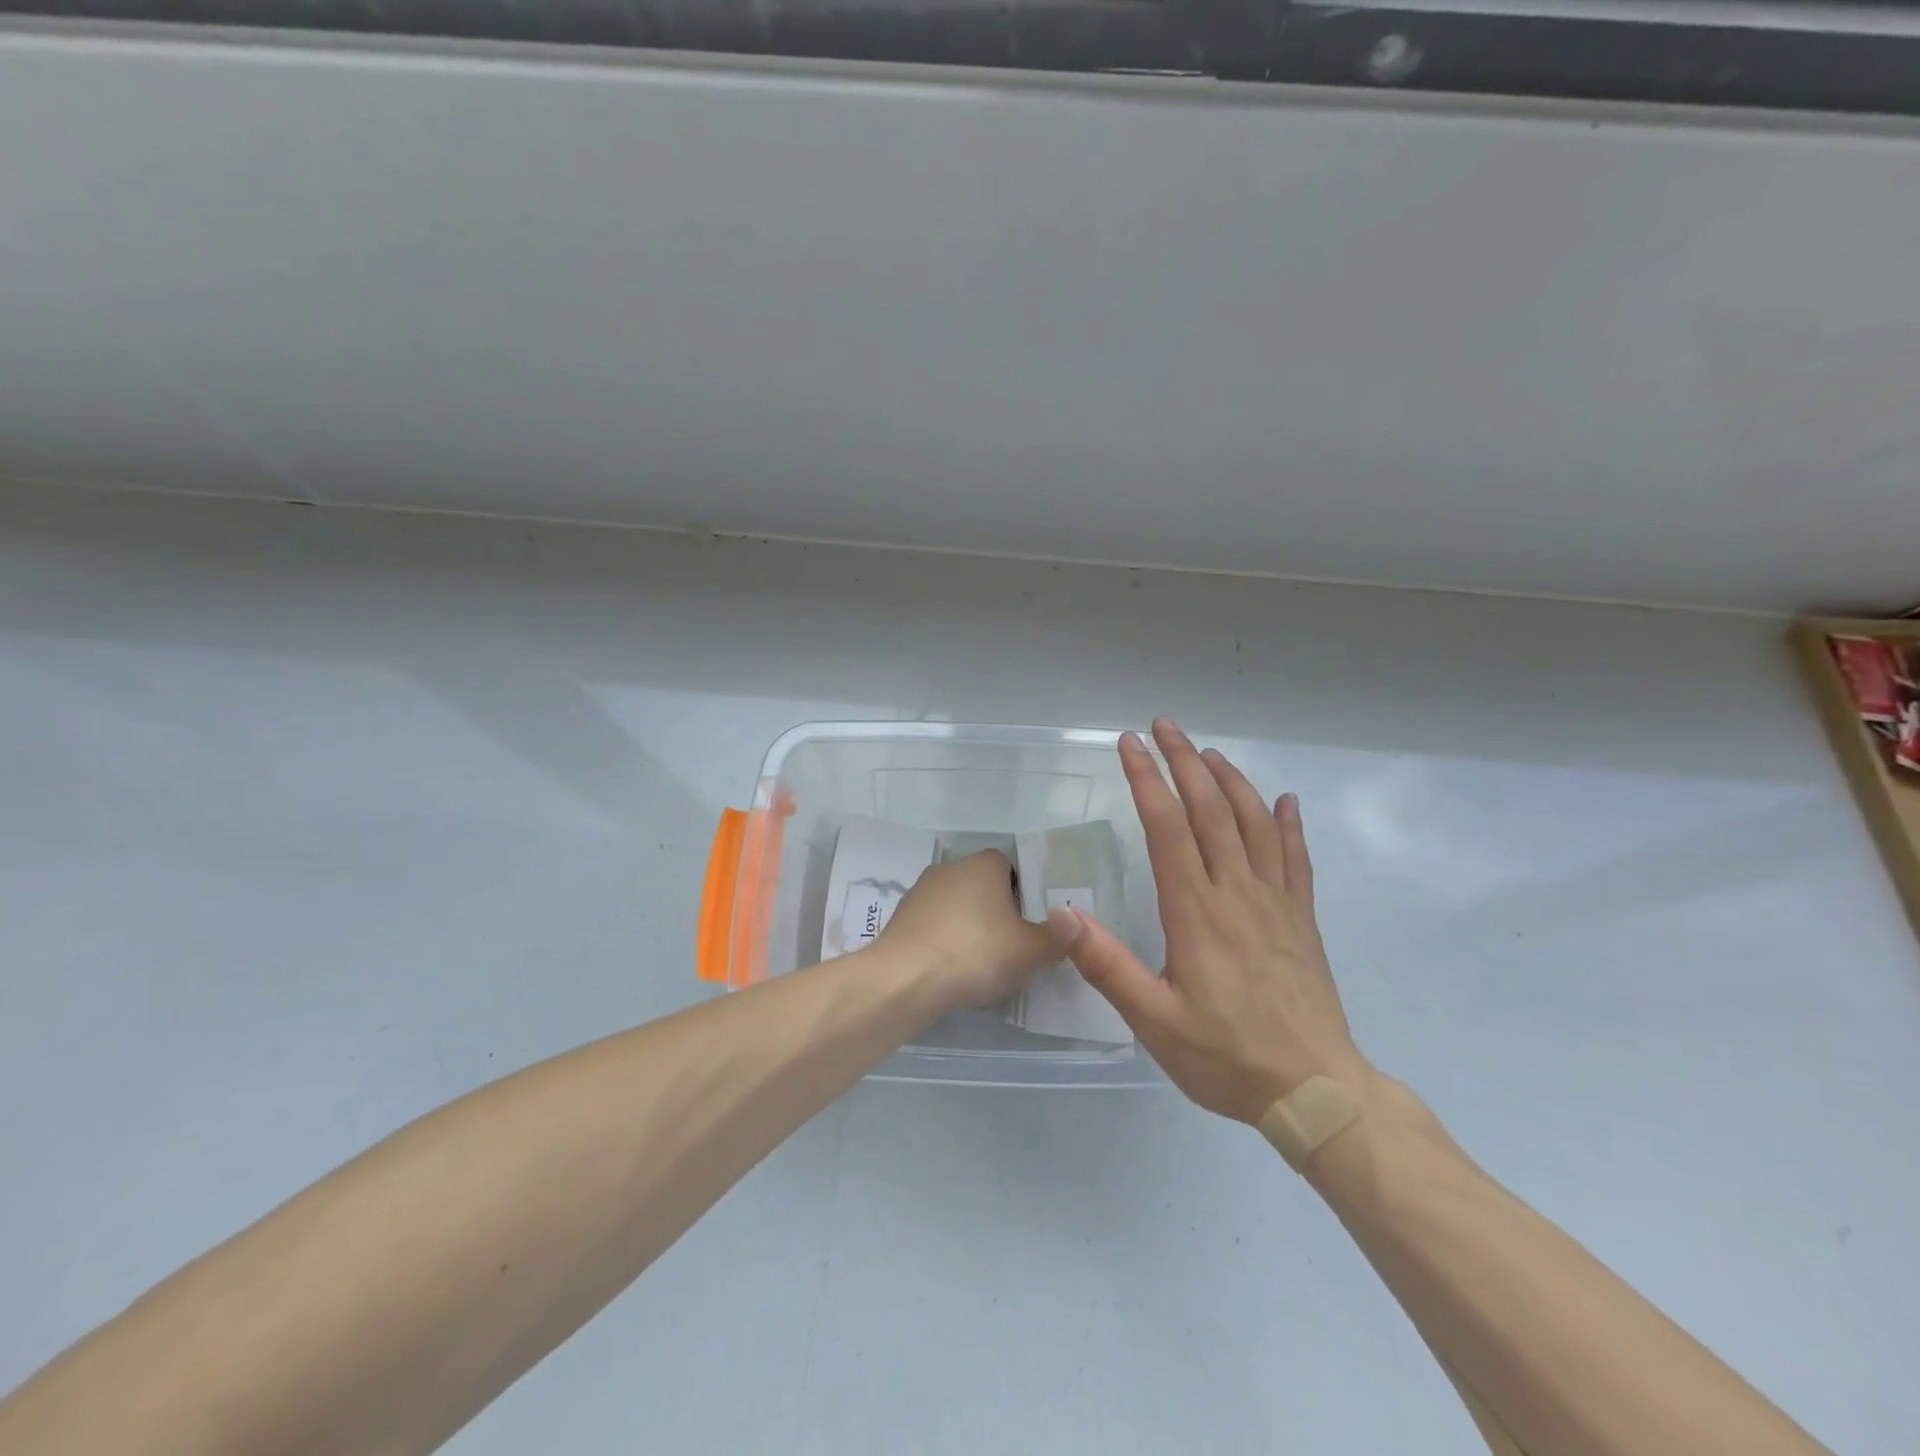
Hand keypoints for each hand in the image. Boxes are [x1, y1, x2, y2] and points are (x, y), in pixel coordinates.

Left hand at [877, 849, 1063, 1011]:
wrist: (905, 978)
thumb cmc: (976, 953)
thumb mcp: (1032, 951)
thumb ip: (1057, 938)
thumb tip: (1070, 926)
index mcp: (983, 864)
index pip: (1009, 867)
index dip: (1022, 894)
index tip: (1028, 925)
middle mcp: (950, 867)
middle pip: (981, 886)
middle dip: (995, 912)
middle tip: (1009, 947)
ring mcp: (920, 891)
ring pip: (955, 906)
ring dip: (966, 928)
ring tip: (978, 965)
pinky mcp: (899, 918)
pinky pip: (932, 926)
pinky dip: (942, 943)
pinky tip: (948, 971)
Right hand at [1051, 719, 1372, 1123]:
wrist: (1316, 1092)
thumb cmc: (1226, 1056)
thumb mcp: (1153, 1020)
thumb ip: (1107, 965)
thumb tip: (1063, 913)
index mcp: (1196, 910)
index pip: (1167, 826)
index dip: (1147, 779)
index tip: (1129, 744)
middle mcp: (1237, 892)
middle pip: (1210, 809)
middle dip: (1185, 761)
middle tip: (1164, 726)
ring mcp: (1276, 902)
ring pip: (1255, 822)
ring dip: (1230, 780)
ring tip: (1209, 751)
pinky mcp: (1301, 919)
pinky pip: (1297, 858)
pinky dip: (1290, 823)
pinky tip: (1286, 801)